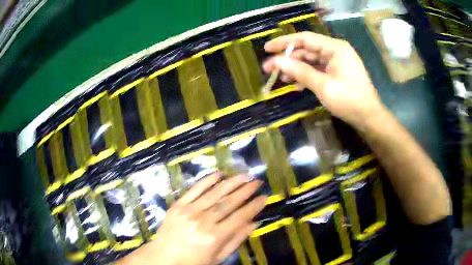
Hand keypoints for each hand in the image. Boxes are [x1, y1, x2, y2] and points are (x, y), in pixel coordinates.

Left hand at [117, 173, 266, 264]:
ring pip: (214, 193)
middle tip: (257, 181)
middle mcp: (203, 221)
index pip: (240, 217)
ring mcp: (189, 211)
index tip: (264, 197)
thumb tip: (253, 224)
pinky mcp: (178, 205)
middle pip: (229, 202)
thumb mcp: (217, 257)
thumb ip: (235, 240)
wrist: (163, 257)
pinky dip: (207, 181)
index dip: (254, 206)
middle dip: (246, 190)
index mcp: (214, 237)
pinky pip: (194, 190)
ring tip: (244, 175)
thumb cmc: (192, 261)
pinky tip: (218, 174)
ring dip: (231, 182)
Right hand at [263, 32, 385, 128]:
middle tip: (269, 68)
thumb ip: (300, 72)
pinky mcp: (337, 72)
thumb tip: (277, 62)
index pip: (305, 39)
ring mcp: (337, 62)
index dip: (284, 42)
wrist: (369, 118)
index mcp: (335, 48)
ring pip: (311, 61)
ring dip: (296, 68)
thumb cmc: (349, 101)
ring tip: (281, 78)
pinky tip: (296, 84)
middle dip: (288, 59)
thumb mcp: (323, 86)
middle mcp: (335, 51)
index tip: (267, 48)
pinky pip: (318, 70)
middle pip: (307, 50)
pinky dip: (307, 76)